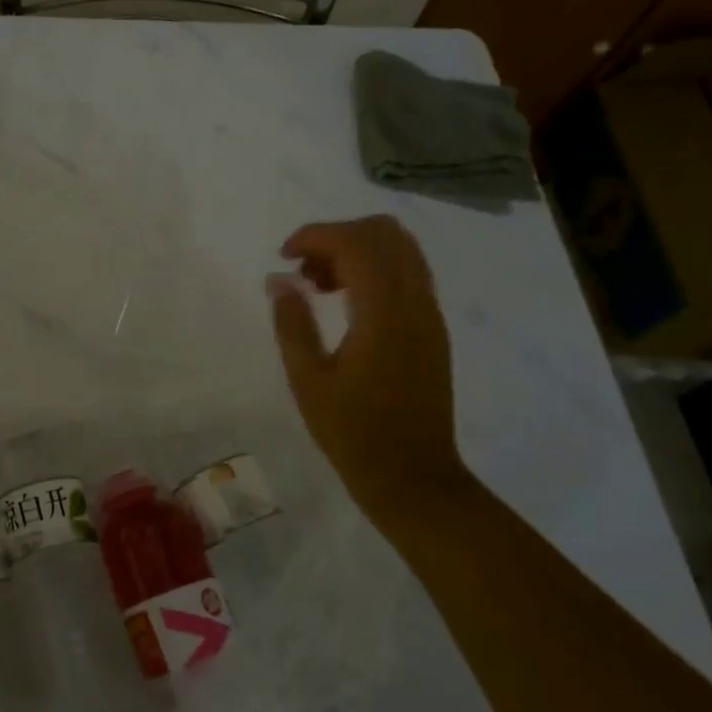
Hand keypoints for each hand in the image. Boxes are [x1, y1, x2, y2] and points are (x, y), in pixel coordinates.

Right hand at [268, 217, 467, 512]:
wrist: (414, 478)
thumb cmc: (353, 434)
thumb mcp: (308, 380)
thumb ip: (292, 322)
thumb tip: (278, 279)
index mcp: (384, 314)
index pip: (356, 243)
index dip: (315, 236)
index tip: (283, 256)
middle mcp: (415, 303)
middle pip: (385, 233)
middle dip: (338, 236)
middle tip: (303, 269)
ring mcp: (430, 315)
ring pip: (401, 249)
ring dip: (358, 250)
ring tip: (320, 285)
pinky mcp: (433, 330)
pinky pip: (408, 274)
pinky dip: (375, 270)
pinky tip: (346, 303)